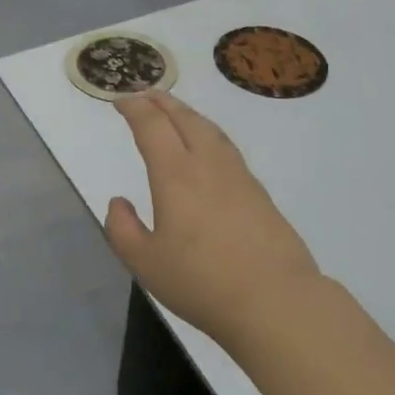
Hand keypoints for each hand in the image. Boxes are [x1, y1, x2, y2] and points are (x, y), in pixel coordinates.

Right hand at [105, 91, 319, 349]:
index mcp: (175, 175)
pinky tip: (207, 147)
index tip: (119, 101)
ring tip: (174, 112)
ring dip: (187, 113)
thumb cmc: (202, 282)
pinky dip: (208, 132)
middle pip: (184, 118)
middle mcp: (207, 164)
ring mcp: (238, 175)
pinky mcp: (258, 191)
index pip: (152, 126)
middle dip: (161, 101)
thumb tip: (119, 202)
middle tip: (144, 94)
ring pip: (209, 129)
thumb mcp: (145, 263)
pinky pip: (226, 146)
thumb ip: (123, 230)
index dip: (134, 108)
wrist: (275, 300)